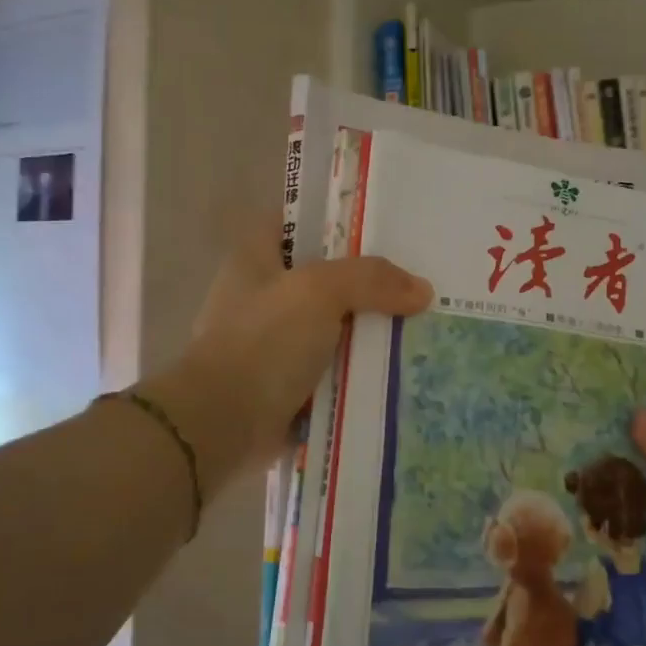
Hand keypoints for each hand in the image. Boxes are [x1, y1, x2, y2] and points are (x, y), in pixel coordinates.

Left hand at [141, 220, 431, 498]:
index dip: (337, 219)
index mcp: (255, 258)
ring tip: (422, 323)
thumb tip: (422, 290)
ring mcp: (273, 343)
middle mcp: (261, 296)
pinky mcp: (286, 384)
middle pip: (325, 277)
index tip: (384, 225)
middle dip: (368, 282)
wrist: (222, 425)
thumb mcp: (319, 292)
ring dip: (368, 331)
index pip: (298, 222)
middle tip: (418, 279)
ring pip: (333, 327)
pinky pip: (333, 369)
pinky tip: (400, 367)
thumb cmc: (262, 342)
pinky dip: (359, 371)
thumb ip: (372, 280)